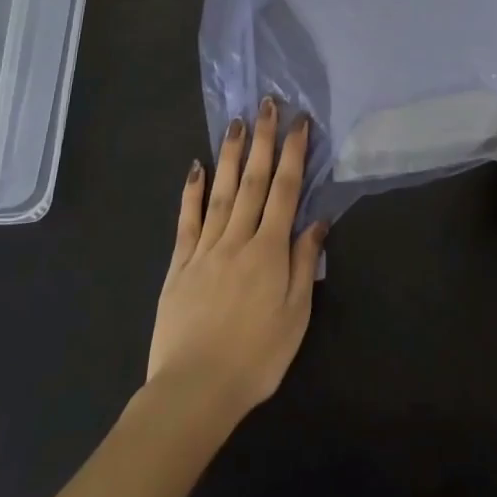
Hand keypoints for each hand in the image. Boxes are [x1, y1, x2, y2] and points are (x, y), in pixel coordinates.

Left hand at [148, 98, 327, 421]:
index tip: (300, 122)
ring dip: (231, 155)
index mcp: (269, 251)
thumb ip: (304, 264)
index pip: (285, 191)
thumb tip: (317, 222)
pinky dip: (191, 192)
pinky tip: (196, 167)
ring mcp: (205, 249)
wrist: (193, 392)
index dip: (294, 154)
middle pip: (254, 181)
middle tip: (267, 104)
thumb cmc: (255, 358)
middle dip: (263, 140)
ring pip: (221, 192)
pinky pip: (187, 220)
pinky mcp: (179, 265)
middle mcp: (237, 239)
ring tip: (236, 123)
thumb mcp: (295, 315)